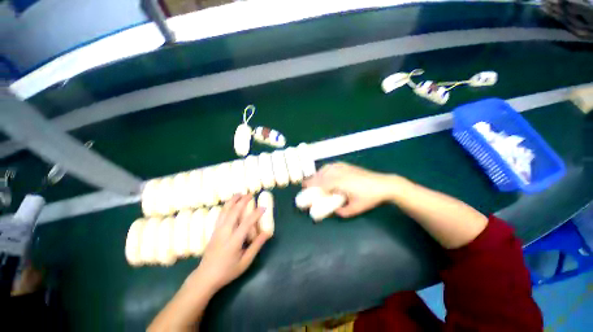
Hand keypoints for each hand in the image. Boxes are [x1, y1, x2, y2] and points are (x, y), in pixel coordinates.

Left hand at [194, 195, 269, 291]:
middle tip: (251, 195)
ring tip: (239, 194)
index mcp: (234, 241)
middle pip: (233, 212)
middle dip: (243, 201)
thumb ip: (256, 246)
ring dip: (232, 201)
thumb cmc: (227, 271)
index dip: (256, 214)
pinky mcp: (213, 231)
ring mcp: (217, 230)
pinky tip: (230, 204)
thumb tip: (267, 233)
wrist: (205, 277)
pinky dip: (226, 206)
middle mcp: (224, 232)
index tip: (263, 207)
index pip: (247, 223)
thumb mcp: (245, 262)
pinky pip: (220, 215)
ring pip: (225, 211)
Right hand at [303, 162, 400, 217]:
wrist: (383, 184)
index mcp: (340, 183)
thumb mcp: (355, 209)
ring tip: (314, 179)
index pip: (321, 183)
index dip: (311, 185)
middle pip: (321, 175)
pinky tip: (325, 172)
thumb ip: (342, 211)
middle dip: (312, 179)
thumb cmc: (369, 198)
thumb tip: (333, 210)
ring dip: (318, 174)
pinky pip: (332, 166)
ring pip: (326, 169)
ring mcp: (343, 168)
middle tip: (305, 184)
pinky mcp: (347, 166)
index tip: (304, 188)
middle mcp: (339, 173)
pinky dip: (325, 169)